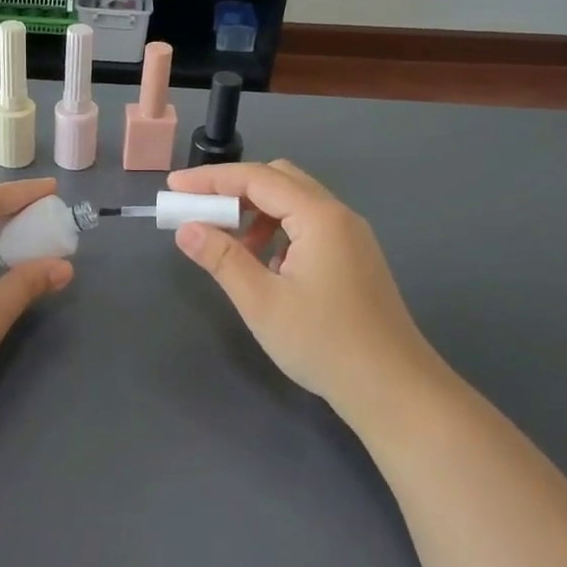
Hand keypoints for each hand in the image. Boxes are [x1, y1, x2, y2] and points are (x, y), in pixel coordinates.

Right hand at [166, 160, 456, 426]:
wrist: (393, 388)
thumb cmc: (324, 343)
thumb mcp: (262, 302)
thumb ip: (222, 259)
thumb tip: (186, 229)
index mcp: (319, 217)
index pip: (257, 178)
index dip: (211, 179)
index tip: (174, 187)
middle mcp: (338, 216)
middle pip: (280, 180)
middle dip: (235, 191)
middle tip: (201, 213)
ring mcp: (351, 237)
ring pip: (295, 204)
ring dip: (257, 214)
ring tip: (231, 249)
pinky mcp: (354, 259)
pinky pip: (309, 227)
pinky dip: (278, 233)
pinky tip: (266, 268)